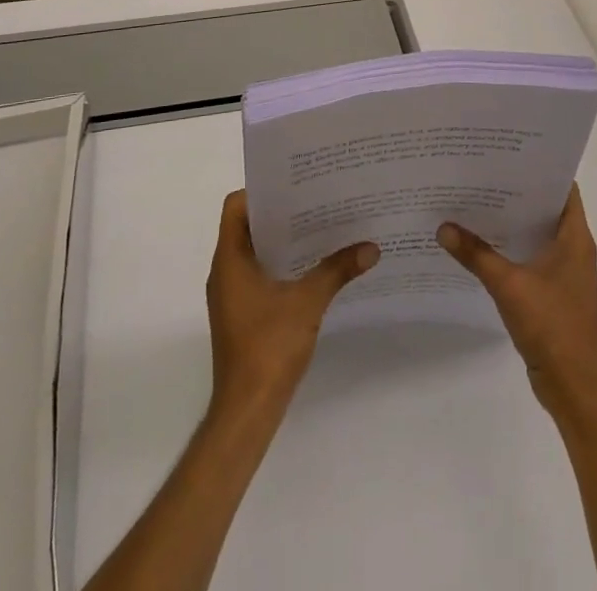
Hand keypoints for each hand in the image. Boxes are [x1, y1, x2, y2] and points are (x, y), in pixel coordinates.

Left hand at [205, 190, 377, 421]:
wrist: (247, 412)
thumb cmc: (268, 347)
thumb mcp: (308, 302)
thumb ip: (337, 270)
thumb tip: (371, 246)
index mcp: (230, 259)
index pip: (235, 207)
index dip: (261, 192)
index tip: (294, 185)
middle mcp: (225, 272)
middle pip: (248, 226)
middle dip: (281, 213)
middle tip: (316, 200)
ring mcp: (232, 295)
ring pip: (255, 252)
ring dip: (283, 241)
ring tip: (320, 228)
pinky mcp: (242, 314)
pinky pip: (259, 275)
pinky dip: (282, 265)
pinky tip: (313, 267)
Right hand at [438, 183, 596, 424]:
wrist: (574, 388)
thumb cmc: (551, 327)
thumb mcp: (509, 286)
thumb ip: (476, 254)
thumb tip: (443, 226)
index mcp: (575, 238)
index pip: (563, 187)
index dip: (540, 167)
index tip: (509, 152)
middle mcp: (574, 248)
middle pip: (546, 207)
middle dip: (517, 190)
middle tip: (482, 171)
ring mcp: (565, 271)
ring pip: (537, 232)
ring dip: (513, 219)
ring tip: (476, 198)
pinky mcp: (553, 290)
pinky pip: (531, 255)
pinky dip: (511, 245)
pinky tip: (481, 241)